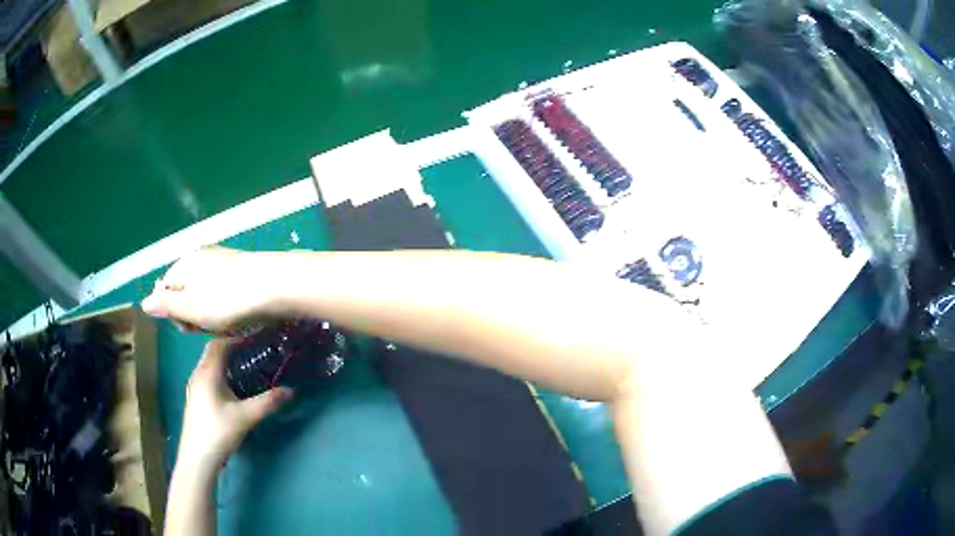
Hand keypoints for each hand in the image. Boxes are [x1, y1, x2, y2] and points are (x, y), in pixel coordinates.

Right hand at [142, 246, 282, 332]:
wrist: (276, 285)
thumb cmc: (228, 300)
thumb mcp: (191, 308)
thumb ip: (166, 305)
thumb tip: (144, 302)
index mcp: (184, 264)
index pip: (166, 291)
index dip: (176, 315)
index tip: (192, 327)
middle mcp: (200, 257)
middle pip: (186, 294)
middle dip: (196, 316)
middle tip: (213, 326)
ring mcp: (221, 261)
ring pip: (206, 297)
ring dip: (214, 315)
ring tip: (231, 322)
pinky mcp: (240, 268)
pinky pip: (224, 292)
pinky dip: (229, 307)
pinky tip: (242, 315)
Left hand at [177, 338, 292, 469]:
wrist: (198, 457)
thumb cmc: (219, 432)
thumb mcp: (246, 417)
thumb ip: (268, 402)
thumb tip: (291, 390)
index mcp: (208, 372)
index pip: (219, 343)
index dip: (236, 338)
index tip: (255, 338)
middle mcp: (198, 374)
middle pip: (213, 351)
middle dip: (231, 347)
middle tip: (252, 350)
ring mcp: (194, 386)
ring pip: (209, 363)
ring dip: (225, 360)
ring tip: (245, 365)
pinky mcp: (195, 398)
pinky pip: (207, 375)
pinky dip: (220, 371)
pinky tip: (231, 385)